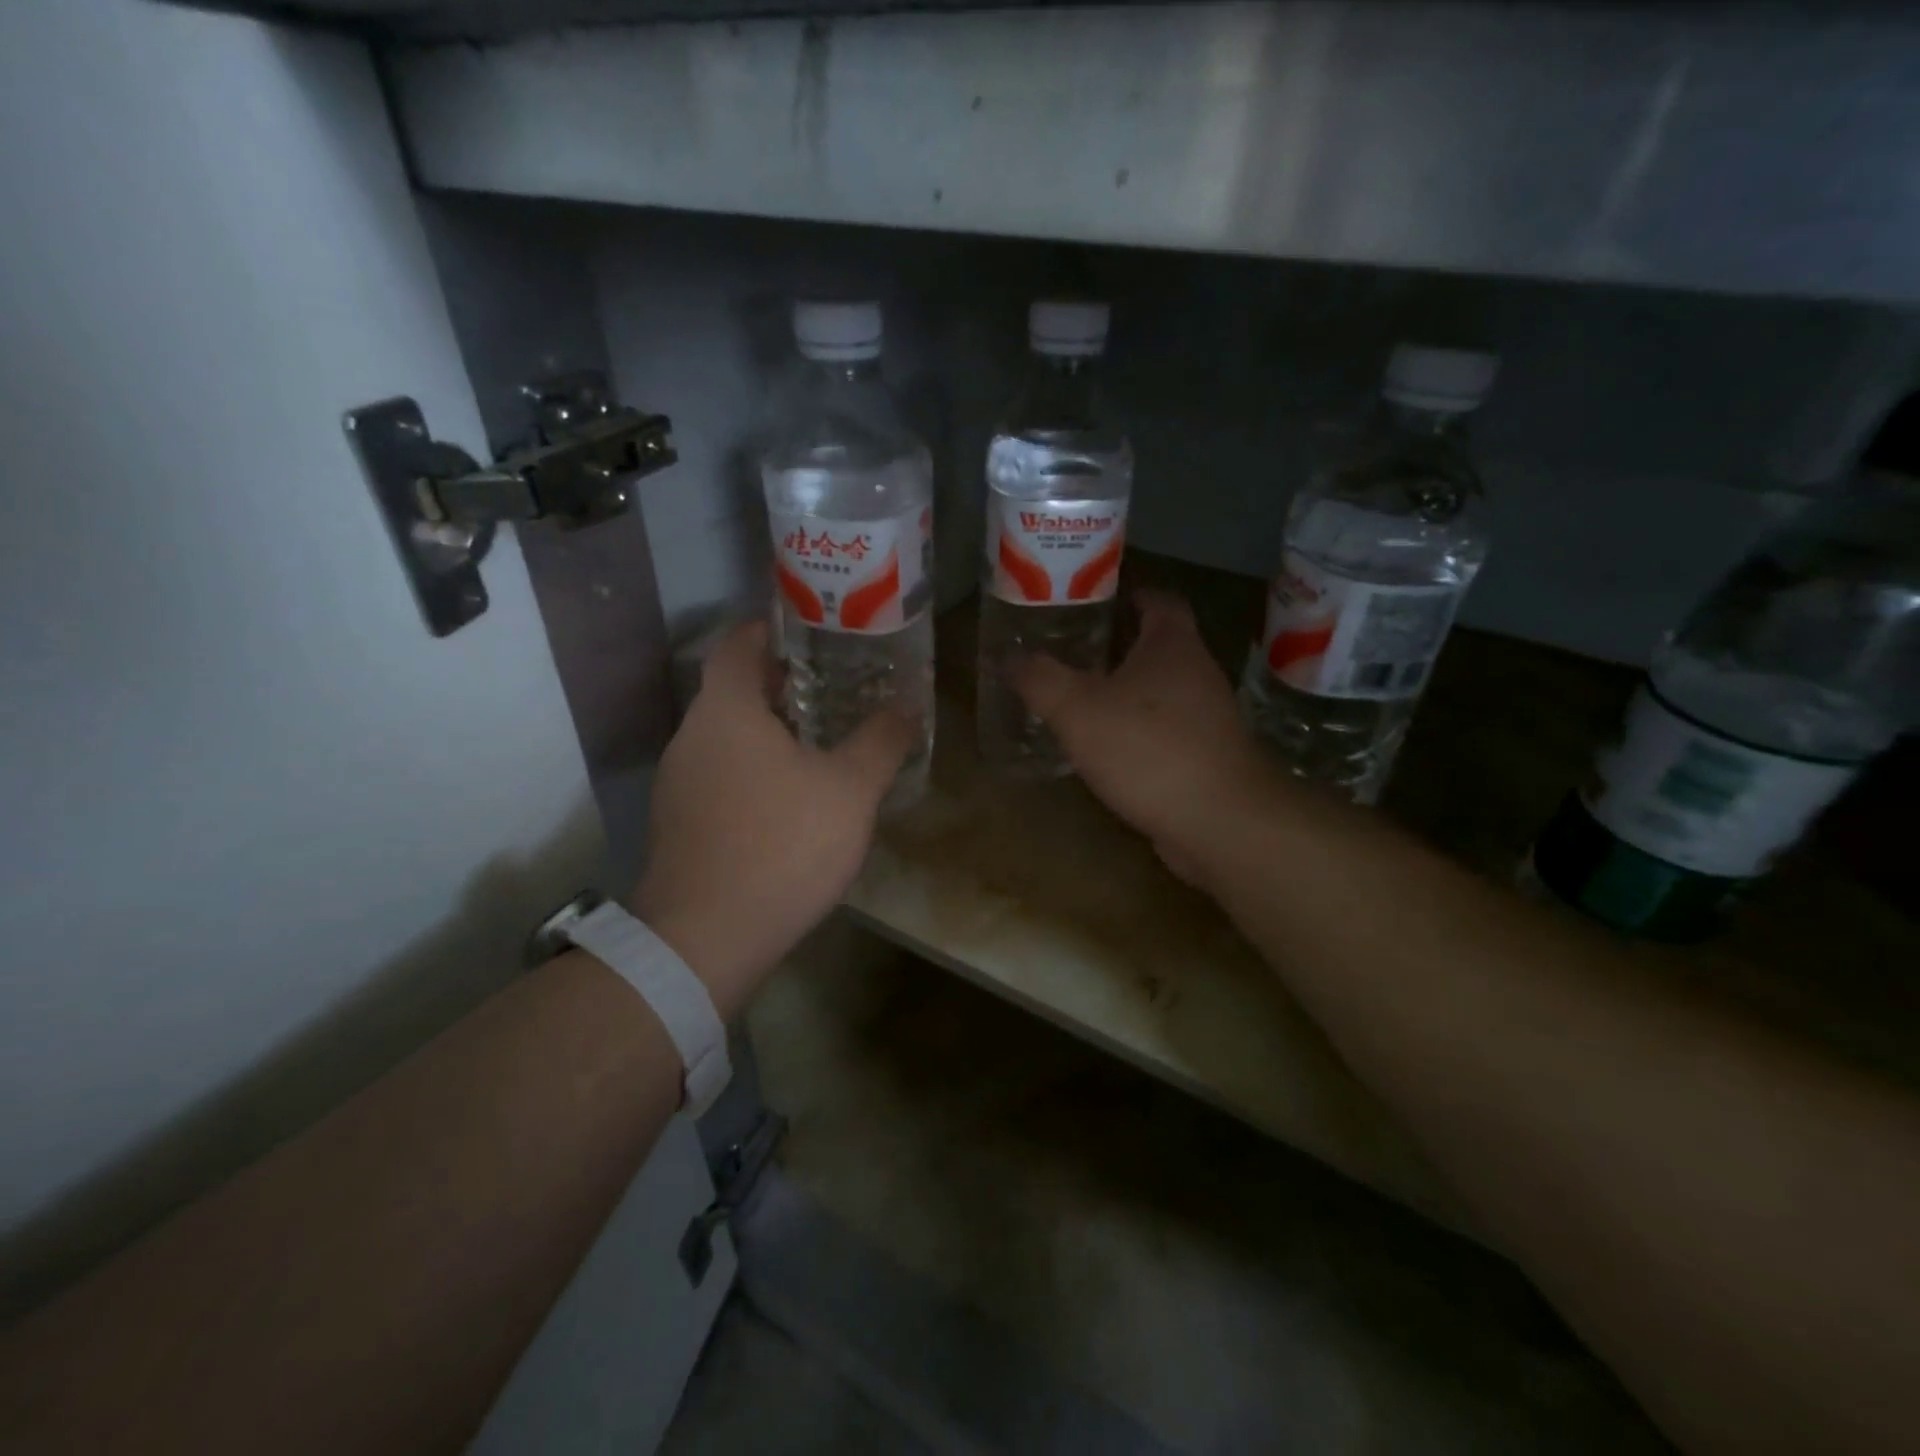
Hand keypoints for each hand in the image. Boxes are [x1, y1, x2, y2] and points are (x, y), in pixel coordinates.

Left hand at [633, 621, 914, 1017]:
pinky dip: (751, 768)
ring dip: (766, 729)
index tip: (806, 627)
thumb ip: (881, 741)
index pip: (736, 643)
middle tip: (830, 685)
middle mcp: (691, 736)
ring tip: (817, 740)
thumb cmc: (782, 843)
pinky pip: (718, 774)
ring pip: (725, 736)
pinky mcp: (678, 823)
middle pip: (731, 690)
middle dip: (778, 683)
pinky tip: (789, 797)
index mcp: (726, 711)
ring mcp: (677, 782)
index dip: (768, 627)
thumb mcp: (850, 789)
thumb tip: (909, 706)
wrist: (706, 938)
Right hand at [1011, 590, 1274, 886]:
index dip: (1131, 594)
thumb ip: (1040, 680)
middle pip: (1160, 646)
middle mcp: (1198, 673)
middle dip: (1120, 646)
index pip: (1160, 600)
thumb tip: (1007, 656)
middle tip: (1075, 652)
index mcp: (1172, 645)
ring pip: (1163, 691)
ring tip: (1083, 700)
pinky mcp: (1208, 757)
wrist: (1220, 822)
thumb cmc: (1148, 749)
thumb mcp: (1078, 710)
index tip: (1099, 600)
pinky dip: (1140, 731)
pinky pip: (1168, 730)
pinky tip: (1109, 749)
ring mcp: (1209, 718)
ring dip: (1129, 692)